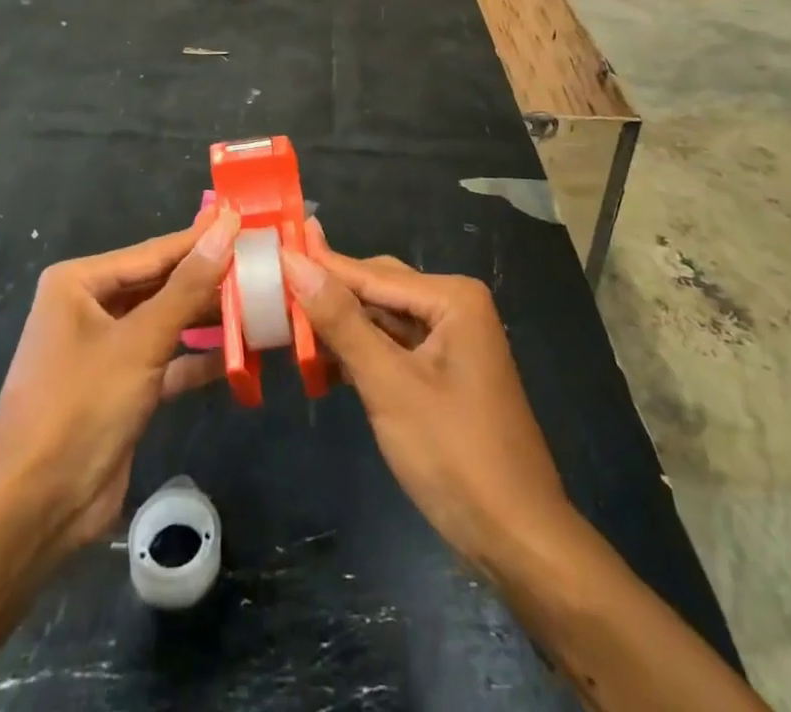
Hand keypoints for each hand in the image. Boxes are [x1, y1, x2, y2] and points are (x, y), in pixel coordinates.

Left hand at [0, 204, 238, 558]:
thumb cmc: (80, 406)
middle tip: (264, 264)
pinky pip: (166, 360)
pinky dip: (198, 358)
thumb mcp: (140, 341)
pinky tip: (241, 354)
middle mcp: (91, 307)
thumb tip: (226, 227)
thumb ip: (188, 285)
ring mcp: (105, 349)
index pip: (155, 251)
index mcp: (80, 282)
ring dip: (209, 319)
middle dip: (210, 280)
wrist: (32, 511)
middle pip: (162, 284)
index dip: (203, 238)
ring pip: (167, 322)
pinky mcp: (121, 387)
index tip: (249, 221)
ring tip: (262, 305)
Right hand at [281, 226, 571, 570]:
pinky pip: (394, 347)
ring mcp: (452, 341)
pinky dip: (360, 353)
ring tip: (286, 325)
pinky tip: (324, 362)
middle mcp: (454, 307)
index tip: (272, 251)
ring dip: (341, 328)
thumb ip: (341, 321)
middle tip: (272, 293)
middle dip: (330, 297)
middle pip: (378, 290)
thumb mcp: (389, 384)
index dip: (320, 265)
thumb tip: (295, 262)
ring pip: (383, 320)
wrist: (518, 540)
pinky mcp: (444, 373)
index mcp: (452, 297)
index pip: (371, 273)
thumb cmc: (454, 454)